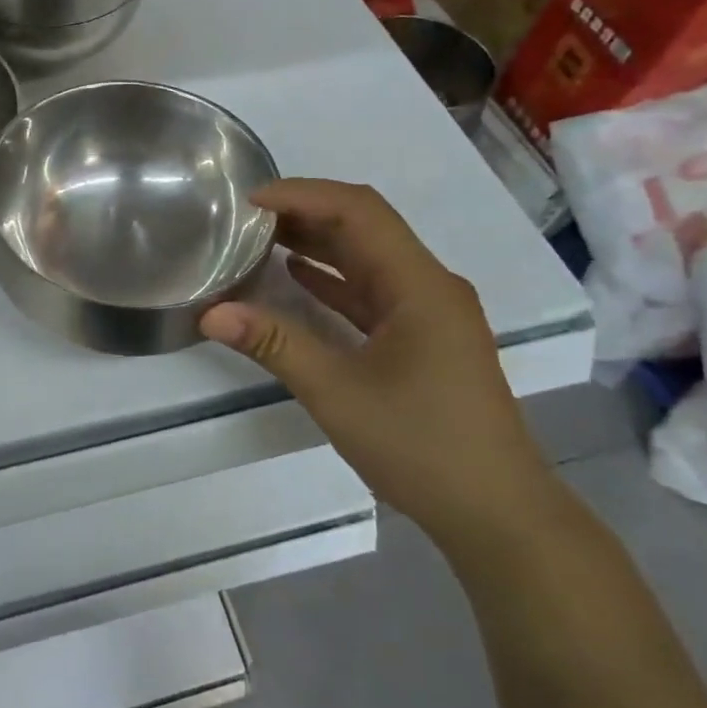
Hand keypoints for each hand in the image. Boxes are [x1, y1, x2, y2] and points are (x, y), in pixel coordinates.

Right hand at [199, 179, 557, 543]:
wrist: (496, 511)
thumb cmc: (421, 446)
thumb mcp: (337, 392)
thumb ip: (275, 345)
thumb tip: (211, 313)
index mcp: (420, 286)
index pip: (359, 211)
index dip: (303, 196)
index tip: (249, 201)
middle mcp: (430, 287)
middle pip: (366, 229)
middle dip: (306, 214)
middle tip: (246, 217)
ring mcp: (430, 314)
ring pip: (369, 260)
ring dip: (319, 245)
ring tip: (261, 238)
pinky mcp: (424, 339)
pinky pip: (373, 293)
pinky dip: (334, 281)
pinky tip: (296, 278)